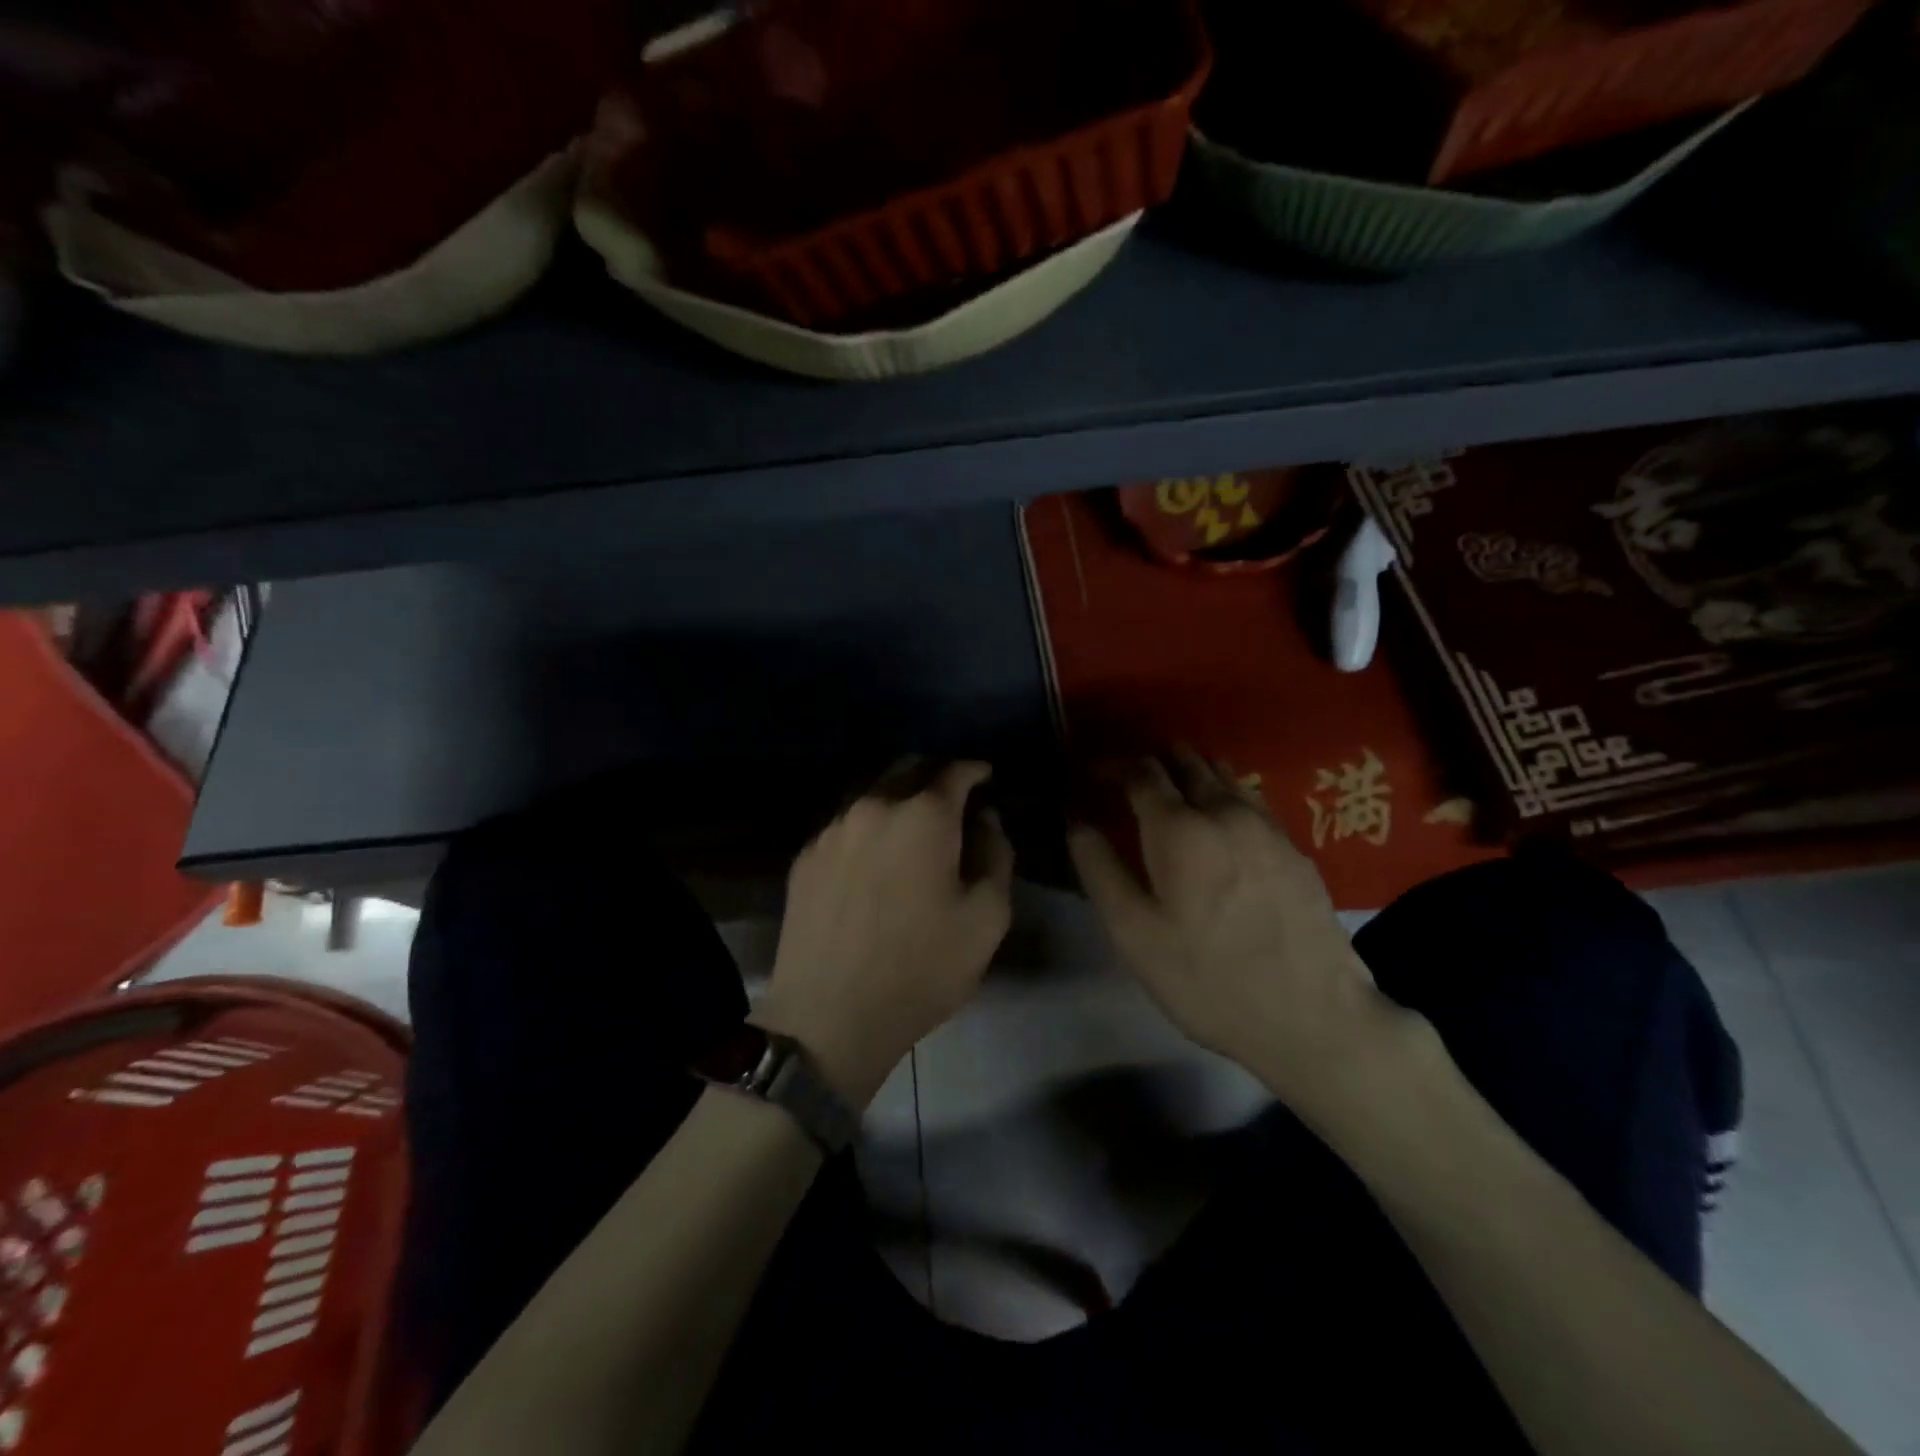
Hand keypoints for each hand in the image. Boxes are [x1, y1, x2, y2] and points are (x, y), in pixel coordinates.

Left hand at [753, 759, 1012, 1108]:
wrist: (830, 1017)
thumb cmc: (922, 968)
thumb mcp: (987, 918)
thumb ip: (996, 855)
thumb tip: (985, 819)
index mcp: (923, 816)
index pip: (954, 771)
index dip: (975, 770)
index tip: (986, 777)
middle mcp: (874, 807)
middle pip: (907, 769)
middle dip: (934, 775)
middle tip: (951, 798)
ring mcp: (832, 830)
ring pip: (871, 793)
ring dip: (897, 798)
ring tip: (911, 824)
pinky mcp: (805, 857)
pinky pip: (845, 824)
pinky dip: (867, 826)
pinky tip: (873, 855)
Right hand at [1068, 751, 1422, 1127]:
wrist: (1313, 1017)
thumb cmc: (1207, 978)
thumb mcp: (1133, 933)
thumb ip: (1099, 869)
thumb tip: (1077, 822)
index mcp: (1179, 828)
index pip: (1140, 772)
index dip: (1111, 765)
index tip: (1092, 773)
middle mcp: (1225, 812)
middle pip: (1187, 762)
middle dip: (1153, 762)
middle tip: (1130, 780)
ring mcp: (1267, 827)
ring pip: (1224, 775)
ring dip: (1192, 773)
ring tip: (1173, 791)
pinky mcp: (1296, 849)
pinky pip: (1252, 801)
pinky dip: (1225, 794)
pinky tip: (1221, 822)